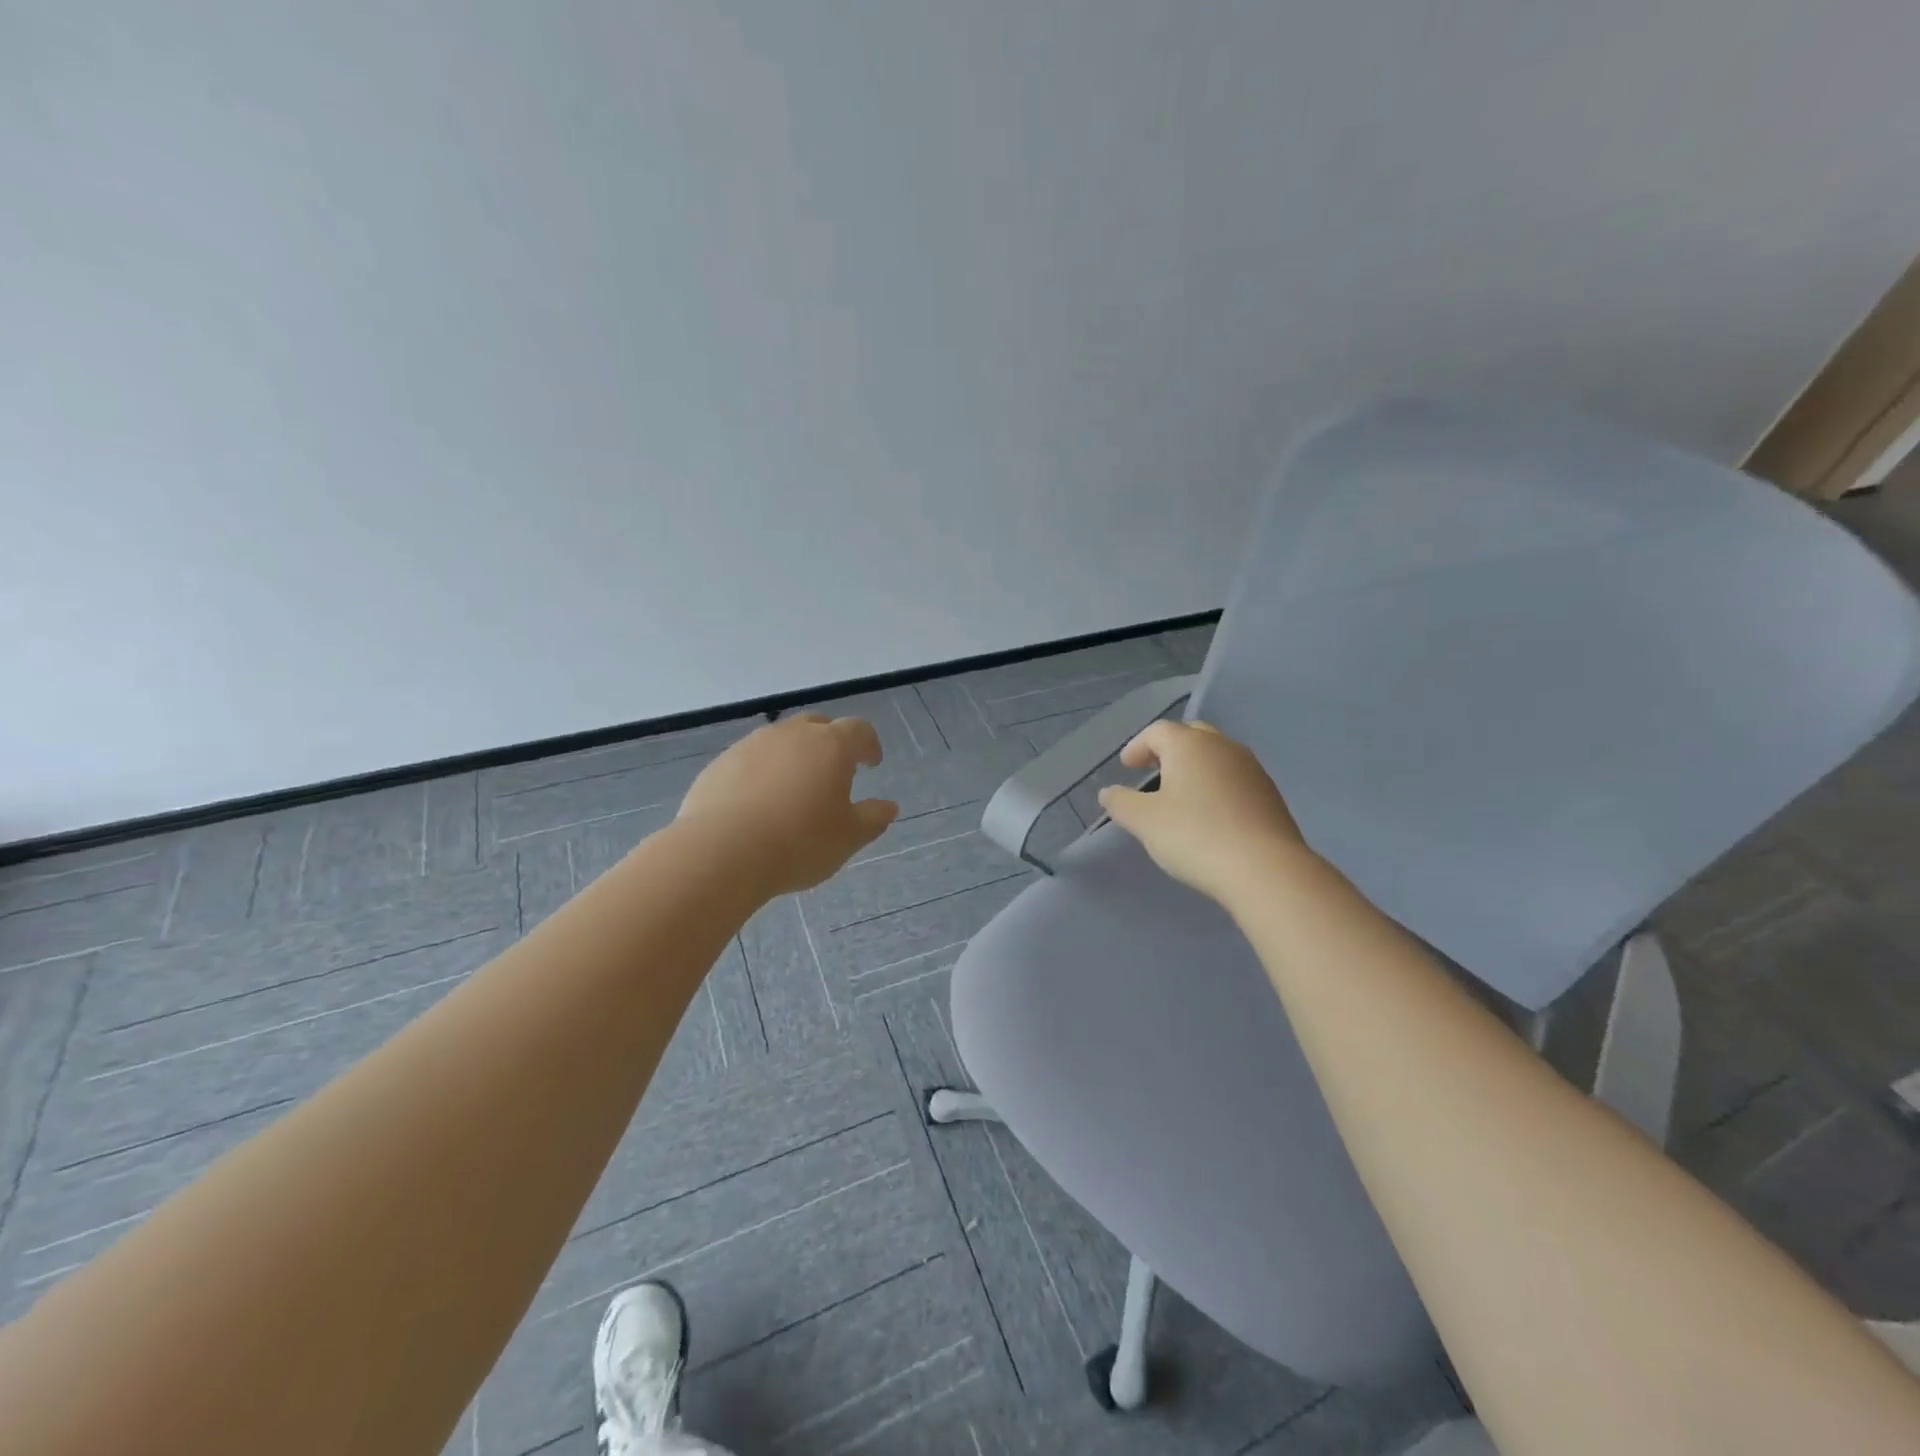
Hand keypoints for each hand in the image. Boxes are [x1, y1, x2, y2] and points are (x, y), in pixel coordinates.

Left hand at [676, 714, 898, 897]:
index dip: (868, 744)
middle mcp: (792, 735)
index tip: (872, 762)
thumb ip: (873, 818)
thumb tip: (888, 806)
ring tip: (794, 789)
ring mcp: (751, 745)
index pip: (858, 730)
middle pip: (817, 725)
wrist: (721, 852)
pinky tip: (759, 803)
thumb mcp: (848, 838)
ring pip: (781, 741)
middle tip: (834, 770)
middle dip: (830, 742)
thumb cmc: (799, 843)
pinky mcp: (720, 764)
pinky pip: (750, 761)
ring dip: (793, 756)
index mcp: (831, 746)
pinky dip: (762, 773)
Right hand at [1096, 720, 1312, 905]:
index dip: (1137, 746)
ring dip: (1195, 767)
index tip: (1126, 767)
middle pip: (1191, 736)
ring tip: (1179, 794)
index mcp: (1190, 744)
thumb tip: (1108, 792)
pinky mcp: (1270, 794)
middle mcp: (1223, 747)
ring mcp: (1252, 769)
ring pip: (1216, 756)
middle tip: (1152, 770)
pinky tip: (1209, 814)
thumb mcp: (1144, 821)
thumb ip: (1121, 803)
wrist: (1265, 869)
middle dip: (1169, 749)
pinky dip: (1216, 785)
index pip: (1157, 731)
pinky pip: (1234, 778)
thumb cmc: (1195, 836)